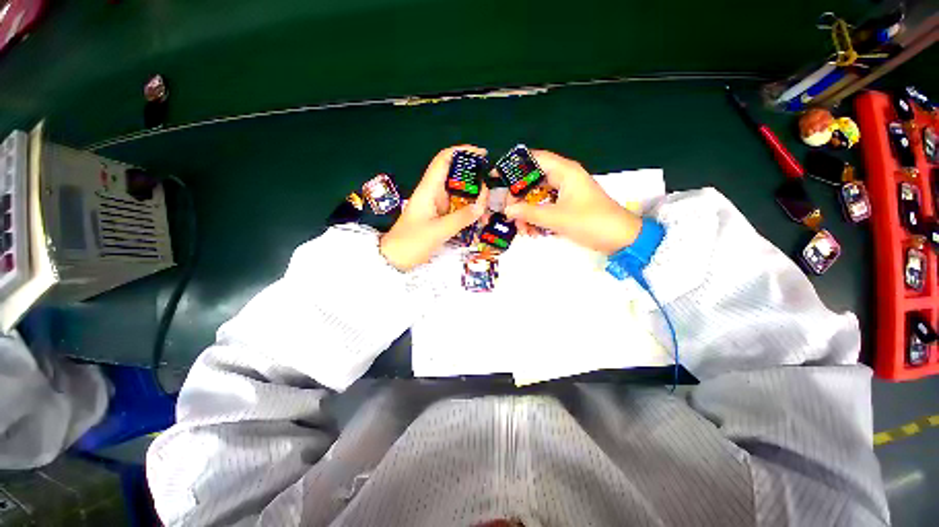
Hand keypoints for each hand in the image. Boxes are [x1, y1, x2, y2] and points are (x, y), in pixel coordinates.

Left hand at [380, 145, 488, 270]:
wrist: (395, 259)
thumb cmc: (411, 242)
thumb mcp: (438, 231)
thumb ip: (461, 218)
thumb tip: (481, 206)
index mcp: (429, 189)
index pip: (444, 160)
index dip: (462, 152)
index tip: (482, 155)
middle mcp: (434, 193)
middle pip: (457, 177)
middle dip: (475, 181)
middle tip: (488, 194)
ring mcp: (437, 206)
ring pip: (460, 194)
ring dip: (474, 199)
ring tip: (485, 211)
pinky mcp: (440, 217)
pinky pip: (458, 209)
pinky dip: (469, 211)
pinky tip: (478, 220)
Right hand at [504, 150, 641, 254]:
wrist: (620, 238)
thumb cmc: (591, 222)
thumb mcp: (557, 218)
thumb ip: (529, 213)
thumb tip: (507, 210)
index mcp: (564, 171)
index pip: (533, 159)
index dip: (513, 166)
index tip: (497, 177)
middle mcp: (563, 177)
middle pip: (532, 180)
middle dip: (518, 197)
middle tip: (509, 213)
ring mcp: (564, 192)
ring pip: (536, 196)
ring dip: (526, 211)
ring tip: (522, 228)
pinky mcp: (565, 205)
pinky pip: (544, 206)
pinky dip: (536, 217)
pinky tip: (532, 231)